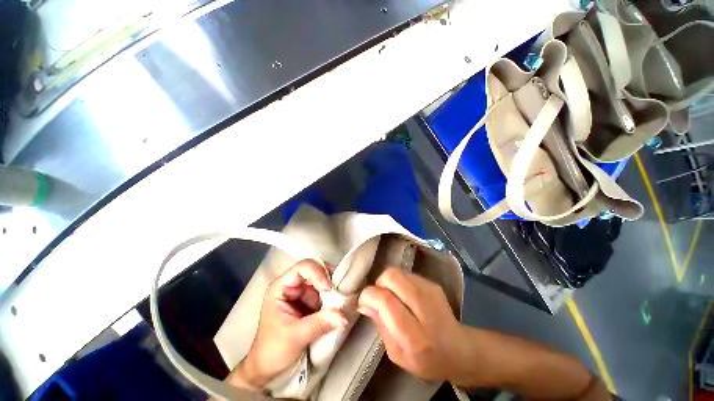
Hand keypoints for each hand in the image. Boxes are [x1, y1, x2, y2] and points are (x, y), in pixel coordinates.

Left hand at [228, 260, 347, 389]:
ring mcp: (301, 293)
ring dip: (331, 290)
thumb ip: (320, 323)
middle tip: (339, 294)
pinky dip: (332, 299)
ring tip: (340, 302)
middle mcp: (292, 285)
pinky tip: (336, 307)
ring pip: (321, 281)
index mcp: (281, 287)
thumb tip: (344, 315)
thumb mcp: (296, 336)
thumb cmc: (273, 350)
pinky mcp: (308, 302)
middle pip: (314, 271)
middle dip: (328, 281)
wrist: (267, 369)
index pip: (302, 267)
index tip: (329, 290)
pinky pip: (324, 293)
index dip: (318, 273)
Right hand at [357, 267, 468, 383]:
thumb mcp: (396, 354)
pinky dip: (398, 282)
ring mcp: (430, 292)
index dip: (369, 296)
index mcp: (414, 335)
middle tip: (378, 297)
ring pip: (398, 272)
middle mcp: (424, 308)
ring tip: (390, 296)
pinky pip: (406, 274)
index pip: (386, 301)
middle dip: (378, 284)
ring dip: (387, 282)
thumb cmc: (425, 360)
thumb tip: (364, 303)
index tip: (363, 302)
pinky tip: (403, 295)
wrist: (459, 350)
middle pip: (392, 277)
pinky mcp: (433, 284)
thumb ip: (380, 326)